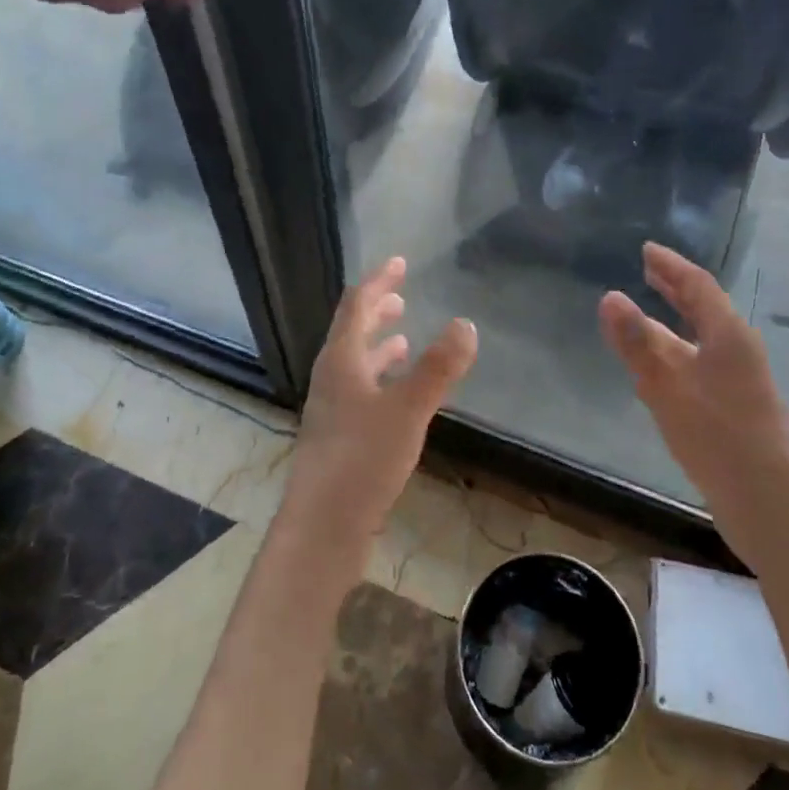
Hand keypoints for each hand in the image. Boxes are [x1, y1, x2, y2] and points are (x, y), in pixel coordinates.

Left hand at [288, 257, 477, 539]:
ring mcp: (331, 409)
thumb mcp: (408, 408)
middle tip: (400, 297)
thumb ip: (438, 367)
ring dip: (378, 346)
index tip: (398, 263)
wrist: (322, 526)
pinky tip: (397, 396)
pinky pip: (360, 391)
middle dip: (376, 311)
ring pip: (355, 364)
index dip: (378, 281)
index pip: (356, 305)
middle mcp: (331, 377)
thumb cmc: (363, 458)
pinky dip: (380, 379)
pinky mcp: (338, 437)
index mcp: (341, 359)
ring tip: (402, 339)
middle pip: (352, 332)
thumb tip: (465, 323)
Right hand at [598, 243, 788, 534]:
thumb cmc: (718, 438)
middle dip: (675, 287)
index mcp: (728, 336)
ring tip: (645, 311)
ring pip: (701, 337)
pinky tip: (660, 366)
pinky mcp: (734, 406)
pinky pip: (700, 362)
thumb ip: (637, 343)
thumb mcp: (667, 387)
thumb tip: (609, 297)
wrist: (769, 505)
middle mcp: (737, 350)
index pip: (697, 285)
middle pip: (704, 308)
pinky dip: (677, 350)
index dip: (671, 265)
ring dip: (673, 321)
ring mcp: (739, 380)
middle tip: (648, 270)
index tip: (647, 249)